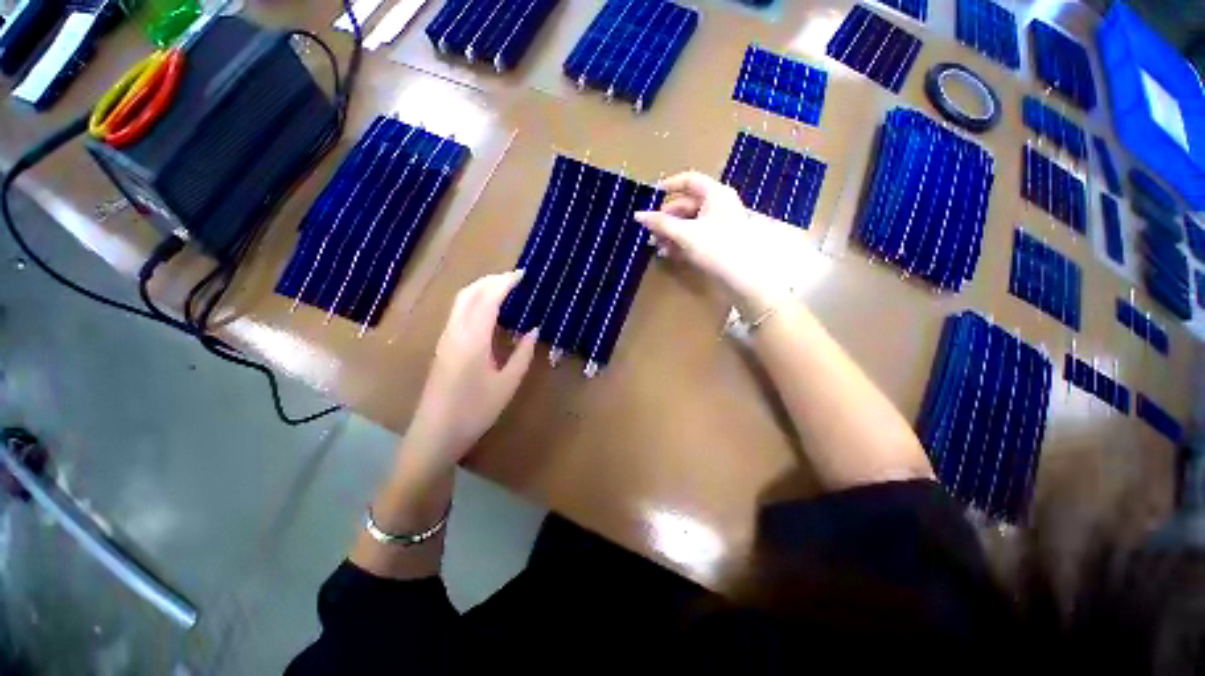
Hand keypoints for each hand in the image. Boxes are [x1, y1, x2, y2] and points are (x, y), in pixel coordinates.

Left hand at [403, 270, 537, 473]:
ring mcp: (445, 338)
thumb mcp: (507, 384)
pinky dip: (475, 301)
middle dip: (491, 280)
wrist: (435, 434)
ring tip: (505, 290)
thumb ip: (522, 354)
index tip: (523, 275)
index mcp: (472, 339)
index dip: (505, 283)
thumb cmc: (475, 411)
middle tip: (515, 279)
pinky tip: (490, 311)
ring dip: (482, 289)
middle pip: (469, 293)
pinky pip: (458, 313)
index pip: (488, 299)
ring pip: (461, 301)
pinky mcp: (443, 346)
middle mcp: (455, 332)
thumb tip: (533, 329)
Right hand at [634, 171, 793, 307]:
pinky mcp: (717, 241)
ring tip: (656, 246)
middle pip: (686, 204)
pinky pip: (695, 235)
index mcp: (715, 194)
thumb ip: (661, 224)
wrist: (744, 276)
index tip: (651, 197)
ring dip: (671, 233)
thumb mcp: (685, 234)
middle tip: (650, 231)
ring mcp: (719, 223)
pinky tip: (668, 253)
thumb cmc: (716, 247)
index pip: (689, 180)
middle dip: (666, 218)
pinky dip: (681, 241)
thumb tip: (638, 215)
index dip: (669, 186)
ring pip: (689, 222)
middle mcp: (718, 205)